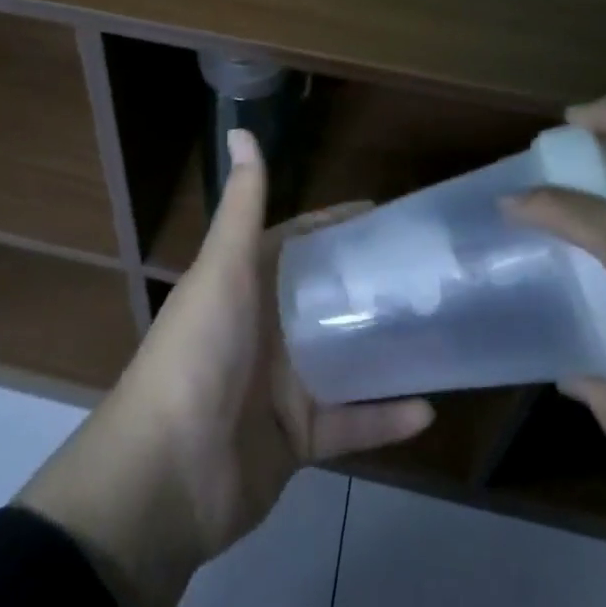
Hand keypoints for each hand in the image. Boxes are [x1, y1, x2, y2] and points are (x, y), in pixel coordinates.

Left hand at [19, 130, 432, 606]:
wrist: (165, 478)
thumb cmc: (198, 355)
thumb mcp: (224, 270)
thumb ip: (241, 205)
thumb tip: (241, 129)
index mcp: (246, 286)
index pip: (298, 243)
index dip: (336, 227)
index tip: (386, 215)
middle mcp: (265, 329)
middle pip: (327, 299)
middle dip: (371, 286)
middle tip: (429, 273)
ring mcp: (282, 386)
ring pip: (346, 360)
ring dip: (386, 350)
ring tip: (440, 331)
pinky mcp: (298, 440)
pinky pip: (351, 424)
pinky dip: (384, 419)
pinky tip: (427, 407)